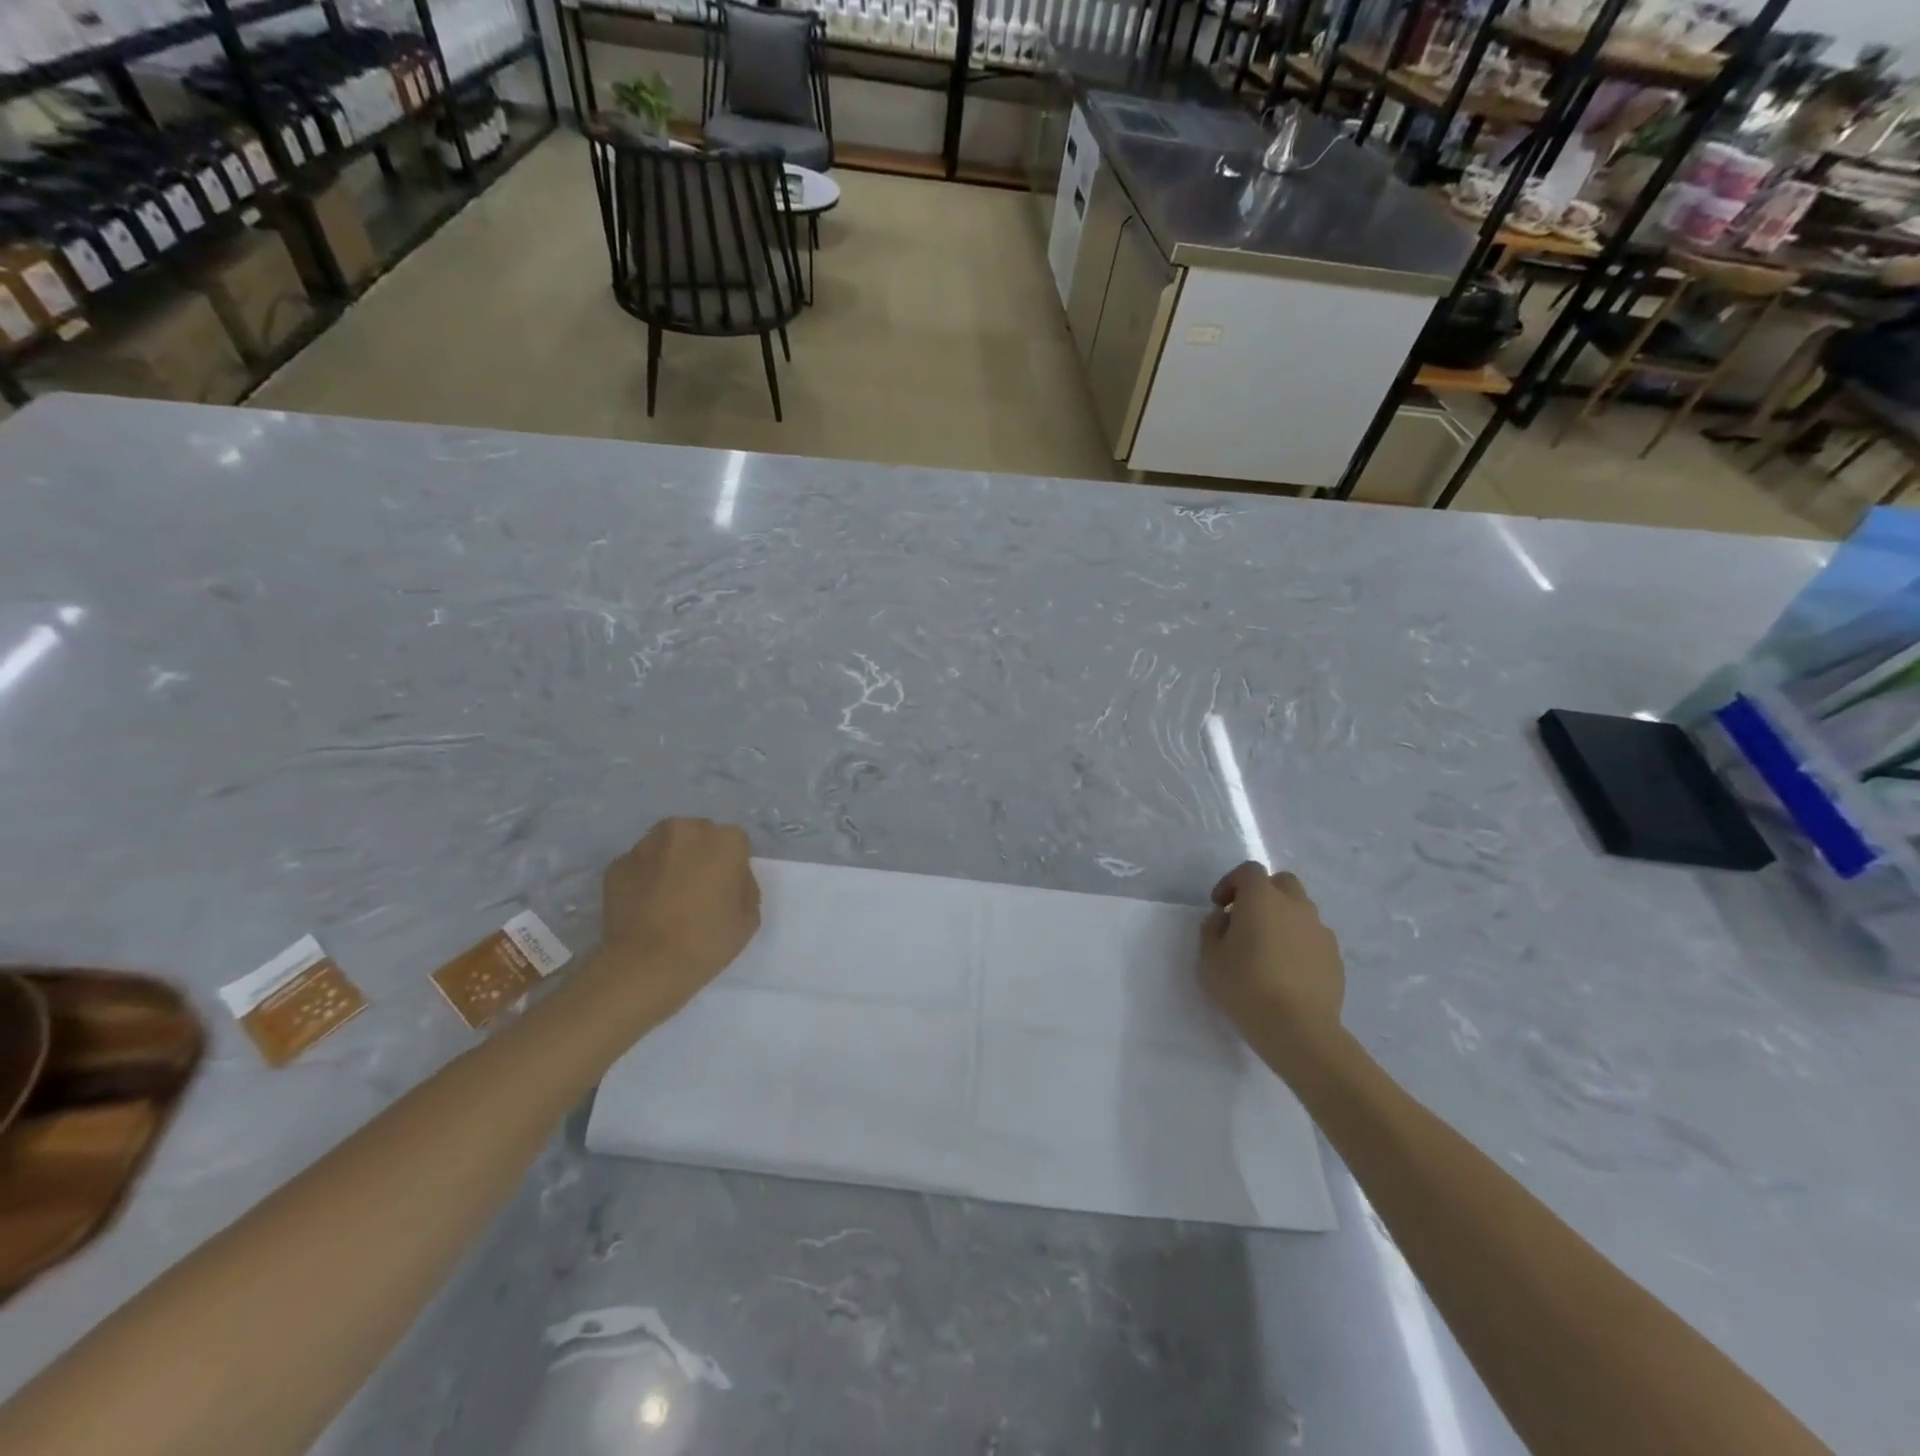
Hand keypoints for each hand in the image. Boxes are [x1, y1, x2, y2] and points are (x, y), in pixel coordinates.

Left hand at [588, 818, 760, 1014]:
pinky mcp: (616, 865)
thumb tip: (729, 878)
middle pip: (698, 835)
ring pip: (665, 845)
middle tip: (696, 889)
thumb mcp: (750, 917)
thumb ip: (744, 885)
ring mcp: (646, 845)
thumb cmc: (707, 940)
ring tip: (667, 896)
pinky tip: (644, 906)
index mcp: (724, 840)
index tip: (725, 889)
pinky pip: (638, 866)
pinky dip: (642, 878)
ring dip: (669, 861)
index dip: (732, 865)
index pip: (735, 842)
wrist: (646, 965)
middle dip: (699, 854)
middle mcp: (685, 830)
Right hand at [1199, 863, 1344, 1056]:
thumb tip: (1226, 918)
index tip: (1220, 906)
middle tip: (1246, 920)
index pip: (1249, 871)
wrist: (1298, 1029)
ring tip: (1268, 949)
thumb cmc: (1245, 986)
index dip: (1231, 883)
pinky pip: (1313, 937)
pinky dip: (1299, 943)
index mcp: (1262, 898)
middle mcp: (1295, 905)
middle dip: (1263, 894)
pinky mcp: (1335, 957)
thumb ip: (1213, 928)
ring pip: (1301, 910)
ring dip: (1283, 918)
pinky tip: (1287, 971)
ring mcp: (1320, 930)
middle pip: (1282, 883)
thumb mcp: (1210, 956)